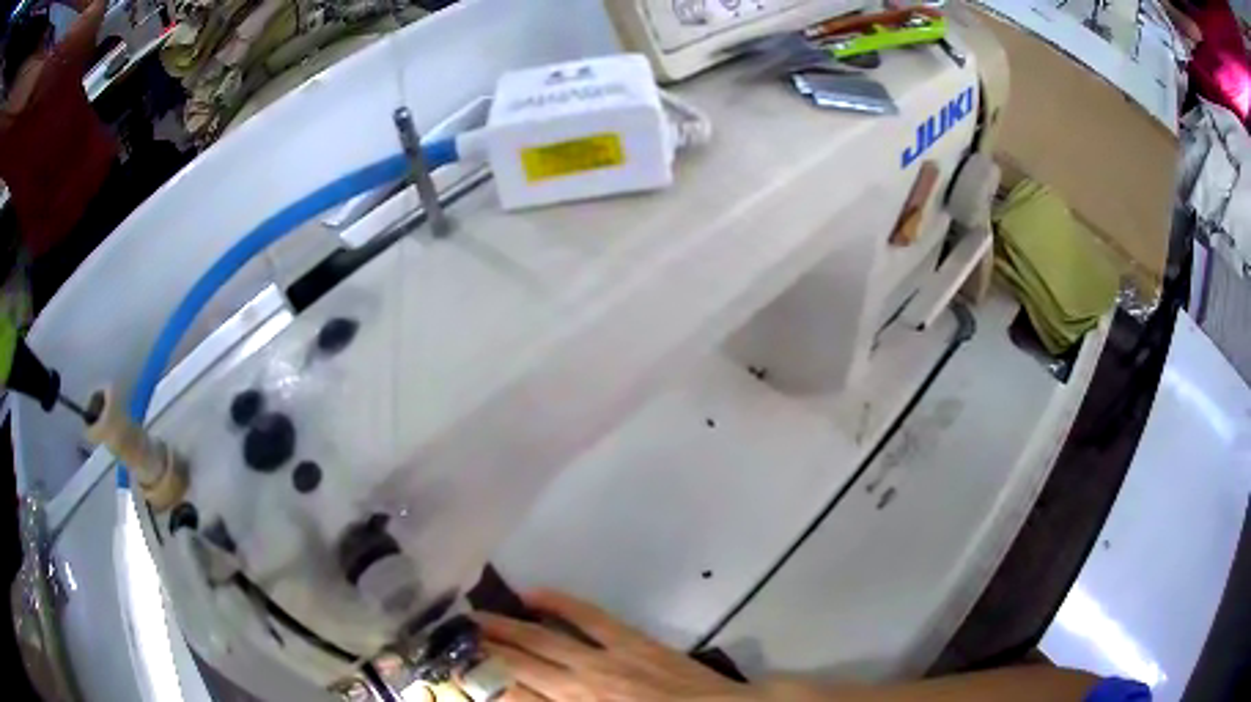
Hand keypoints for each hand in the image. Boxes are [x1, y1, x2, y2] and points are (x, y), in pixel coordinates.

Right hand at [476, 591, 754, 700]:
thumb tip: (521, 695)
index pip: (513, 697)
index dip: (481, 684)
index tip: (455, 671)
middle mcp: (580, 688)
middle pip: (519, 666)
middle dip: (482, 651)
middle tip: (451, 636)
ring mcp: (605, 659)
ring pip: (543, 640)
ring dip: (506, 628)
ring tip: (474, 617)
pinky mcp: (630, 640)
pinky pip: (587, 616)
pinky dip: (558, 603)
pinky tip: (532, 594)